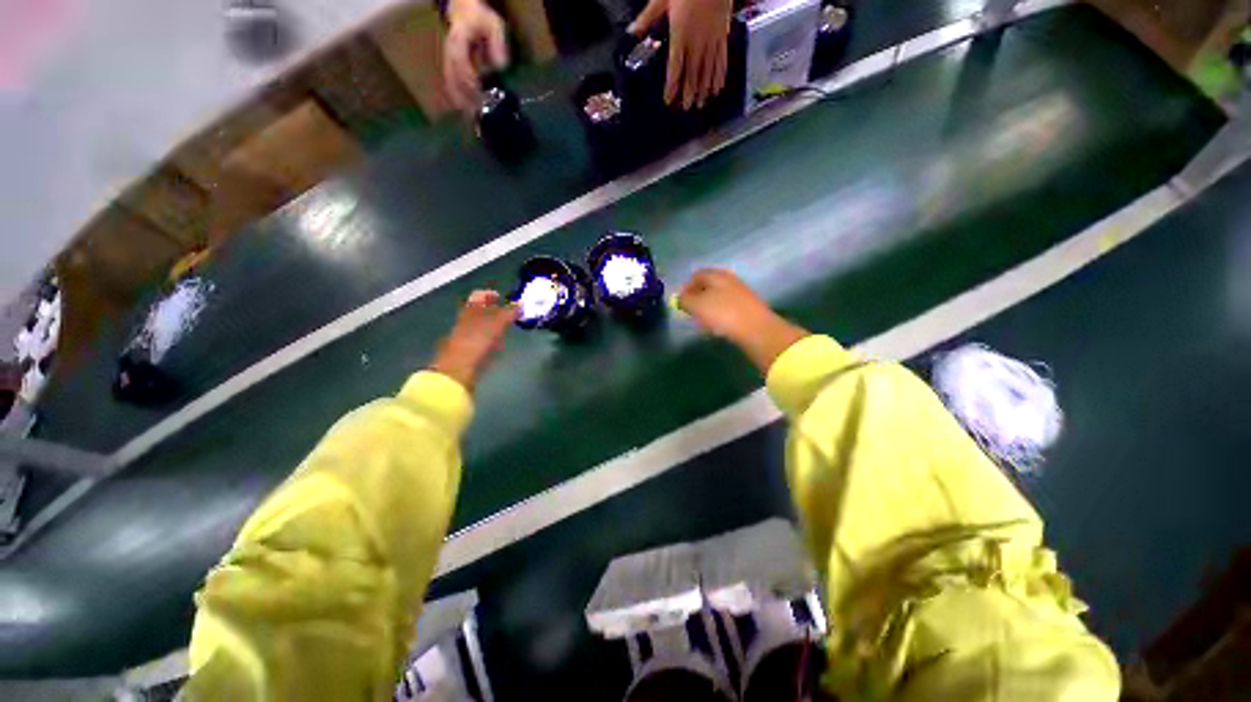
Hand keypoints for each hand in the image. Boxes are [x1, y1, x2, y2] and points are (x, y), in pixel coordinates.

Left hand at [430, 290, 518, 389]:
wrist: (458, 370)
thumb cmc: (476, 342)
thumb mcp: (496, 324)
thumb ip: (509, 312)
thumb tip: (521, 304)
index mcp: (469, 309)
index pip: (479, 295)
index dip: (490, 294)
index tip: (503, 298)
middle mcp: (465, 320)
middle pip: (479, 310)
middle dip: (494, 309)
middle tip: (510, 313)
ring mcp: (465, 336)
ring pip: (481, 324)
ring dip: (493, 324)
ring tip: (508, 327)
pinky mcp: (468, 351)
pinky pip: (481, 338)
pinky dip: (491, 337)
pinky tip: (499, 343)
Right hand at [444, 0, 509, 112]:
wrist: (464, 12)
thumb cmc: (481, 19)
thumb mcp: (494, 25)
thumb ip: (497, 44)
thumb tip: (500, 67)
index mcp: (458, 42)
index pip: (461, 65)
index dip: (470, 82)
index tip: (481, 97)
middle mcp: (449, 54)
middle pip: (454, 80)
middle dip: (467, 99)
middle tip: (481, 116)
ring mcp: (447, 62)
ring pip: (450, 86)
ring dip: (462, 104)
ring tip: (475, 120)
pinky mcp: (449, 70)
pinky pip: (451, 88)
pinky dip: (459, 102)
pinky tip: (469, 116)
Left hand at [629, 0, 731, 109]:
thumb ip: (647, 18)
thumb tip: (631, 32)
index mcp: (680, 34)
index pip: (675, 68)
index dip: (672, 86)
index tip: (669, 100)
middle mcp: (696, 42)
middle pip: (692, 74)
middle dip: (689, 93)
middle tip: (687, 109)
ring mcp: (711, 39)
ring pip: (707, 70)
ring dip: (704, 89)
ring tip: (701, 104)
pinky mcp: (722, 34)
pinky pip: (721, 59)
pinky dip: (719, 75)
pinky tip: (717, 87)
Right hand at [678, 269, 808, 372]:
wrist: (757, 329)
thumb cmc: (723, 314)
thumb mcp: (697, 306)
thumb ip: (685, 300)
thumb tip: (680, 298)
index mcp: (716, 275)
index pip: (697, 275)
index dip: (686, 287)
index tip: (681, 302)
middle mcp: (730, 279)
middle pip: (709, 285)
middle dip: (698, 296)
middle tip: (691, 311)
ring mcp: (741, 292)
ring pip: (719, 296)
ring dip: (709, 306)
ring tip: (703, 321)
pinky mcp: (749, 307)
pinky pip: (729, 307)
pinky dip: (720, 314)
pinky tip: (719, 326)